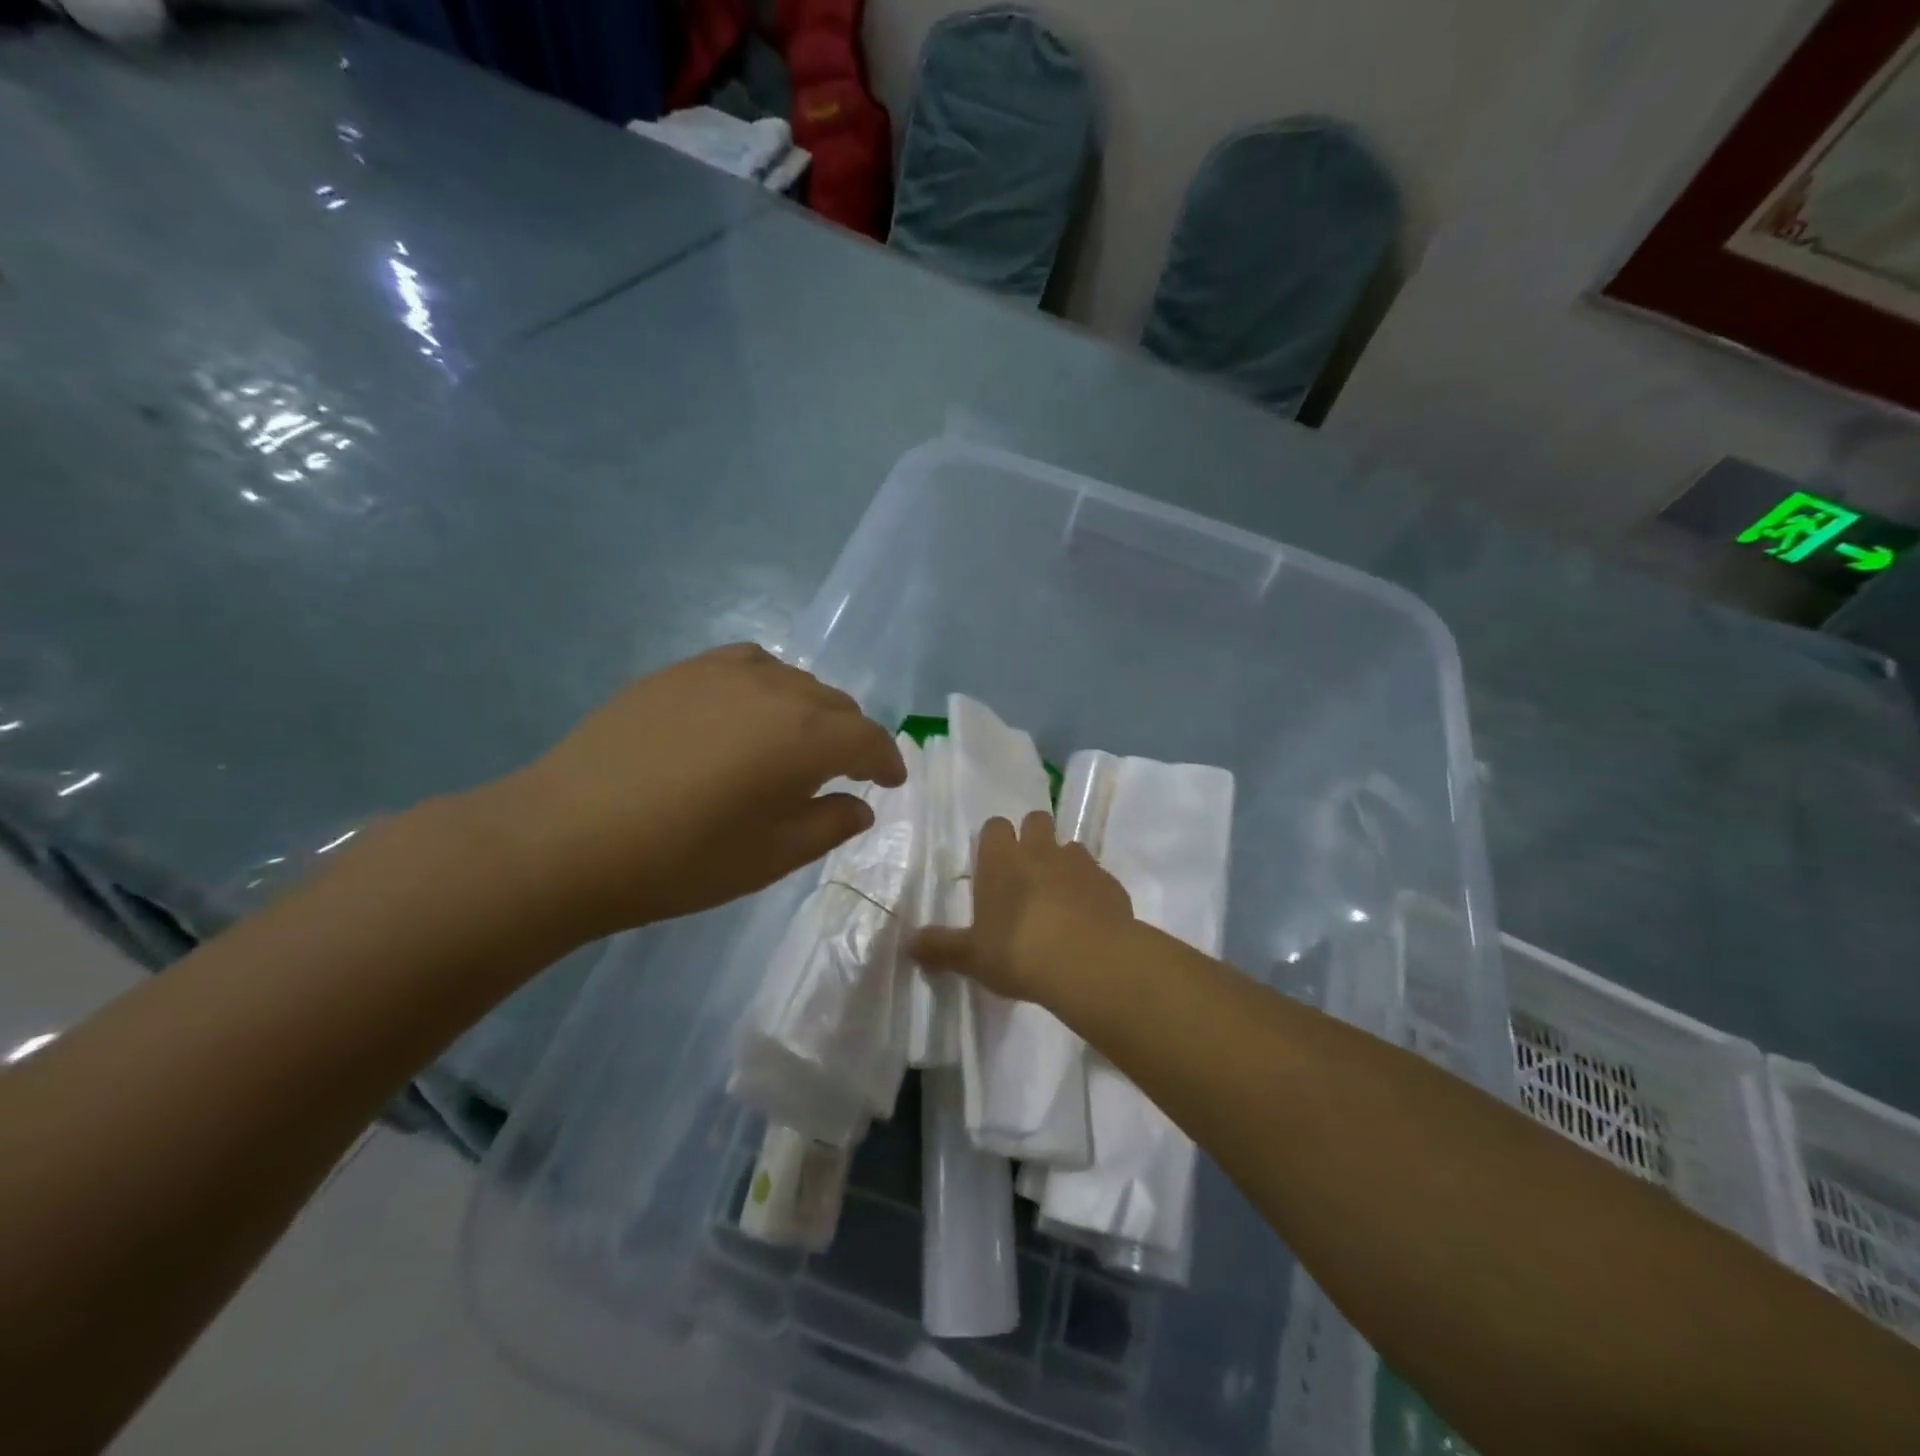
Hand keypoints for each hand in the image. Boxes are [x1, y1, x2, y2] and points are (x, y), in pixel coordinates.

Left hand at [480, 644, 905, 942]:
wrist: (566, 837)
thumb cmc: (681, 860)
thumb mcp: (771, 858)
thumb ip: (828, 824)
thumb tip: (859, 804)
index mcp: (806, 737)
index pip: (868, 739)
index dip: (888, 761)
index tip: (892, 782)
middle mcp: (777, 690)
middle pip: (837, 704)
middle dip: (851, 738)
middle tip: (844, 773)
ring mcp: (724, 672)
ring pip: (795, 681)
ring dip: (811, 711)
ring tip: (796, 743)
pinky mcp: (681, 670)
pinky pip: (748, 665)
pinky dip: (768, 687)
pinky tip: (749, 713)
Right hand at [908, 809, 1132, 1004]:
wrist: (1090, 962)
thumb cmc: (1019, 952)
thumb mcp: (972, 956)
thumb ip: (941, 947)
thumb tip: (908, 944)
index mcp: (1001, 859)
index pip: (995, 826)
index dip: (994, 841)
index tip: (993, 865)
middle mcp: (1040, 850)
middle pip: (1036, 820)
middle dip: (1032, 838)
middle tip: (1026, 874)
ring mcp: (1079, 863)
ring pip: (1070, 846)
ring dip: (1064, 863)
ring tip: (1060, 898)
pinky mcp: (1110, 882)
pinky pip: (1098, 876)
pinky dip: (1092, 890)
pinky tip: (1089, 919)